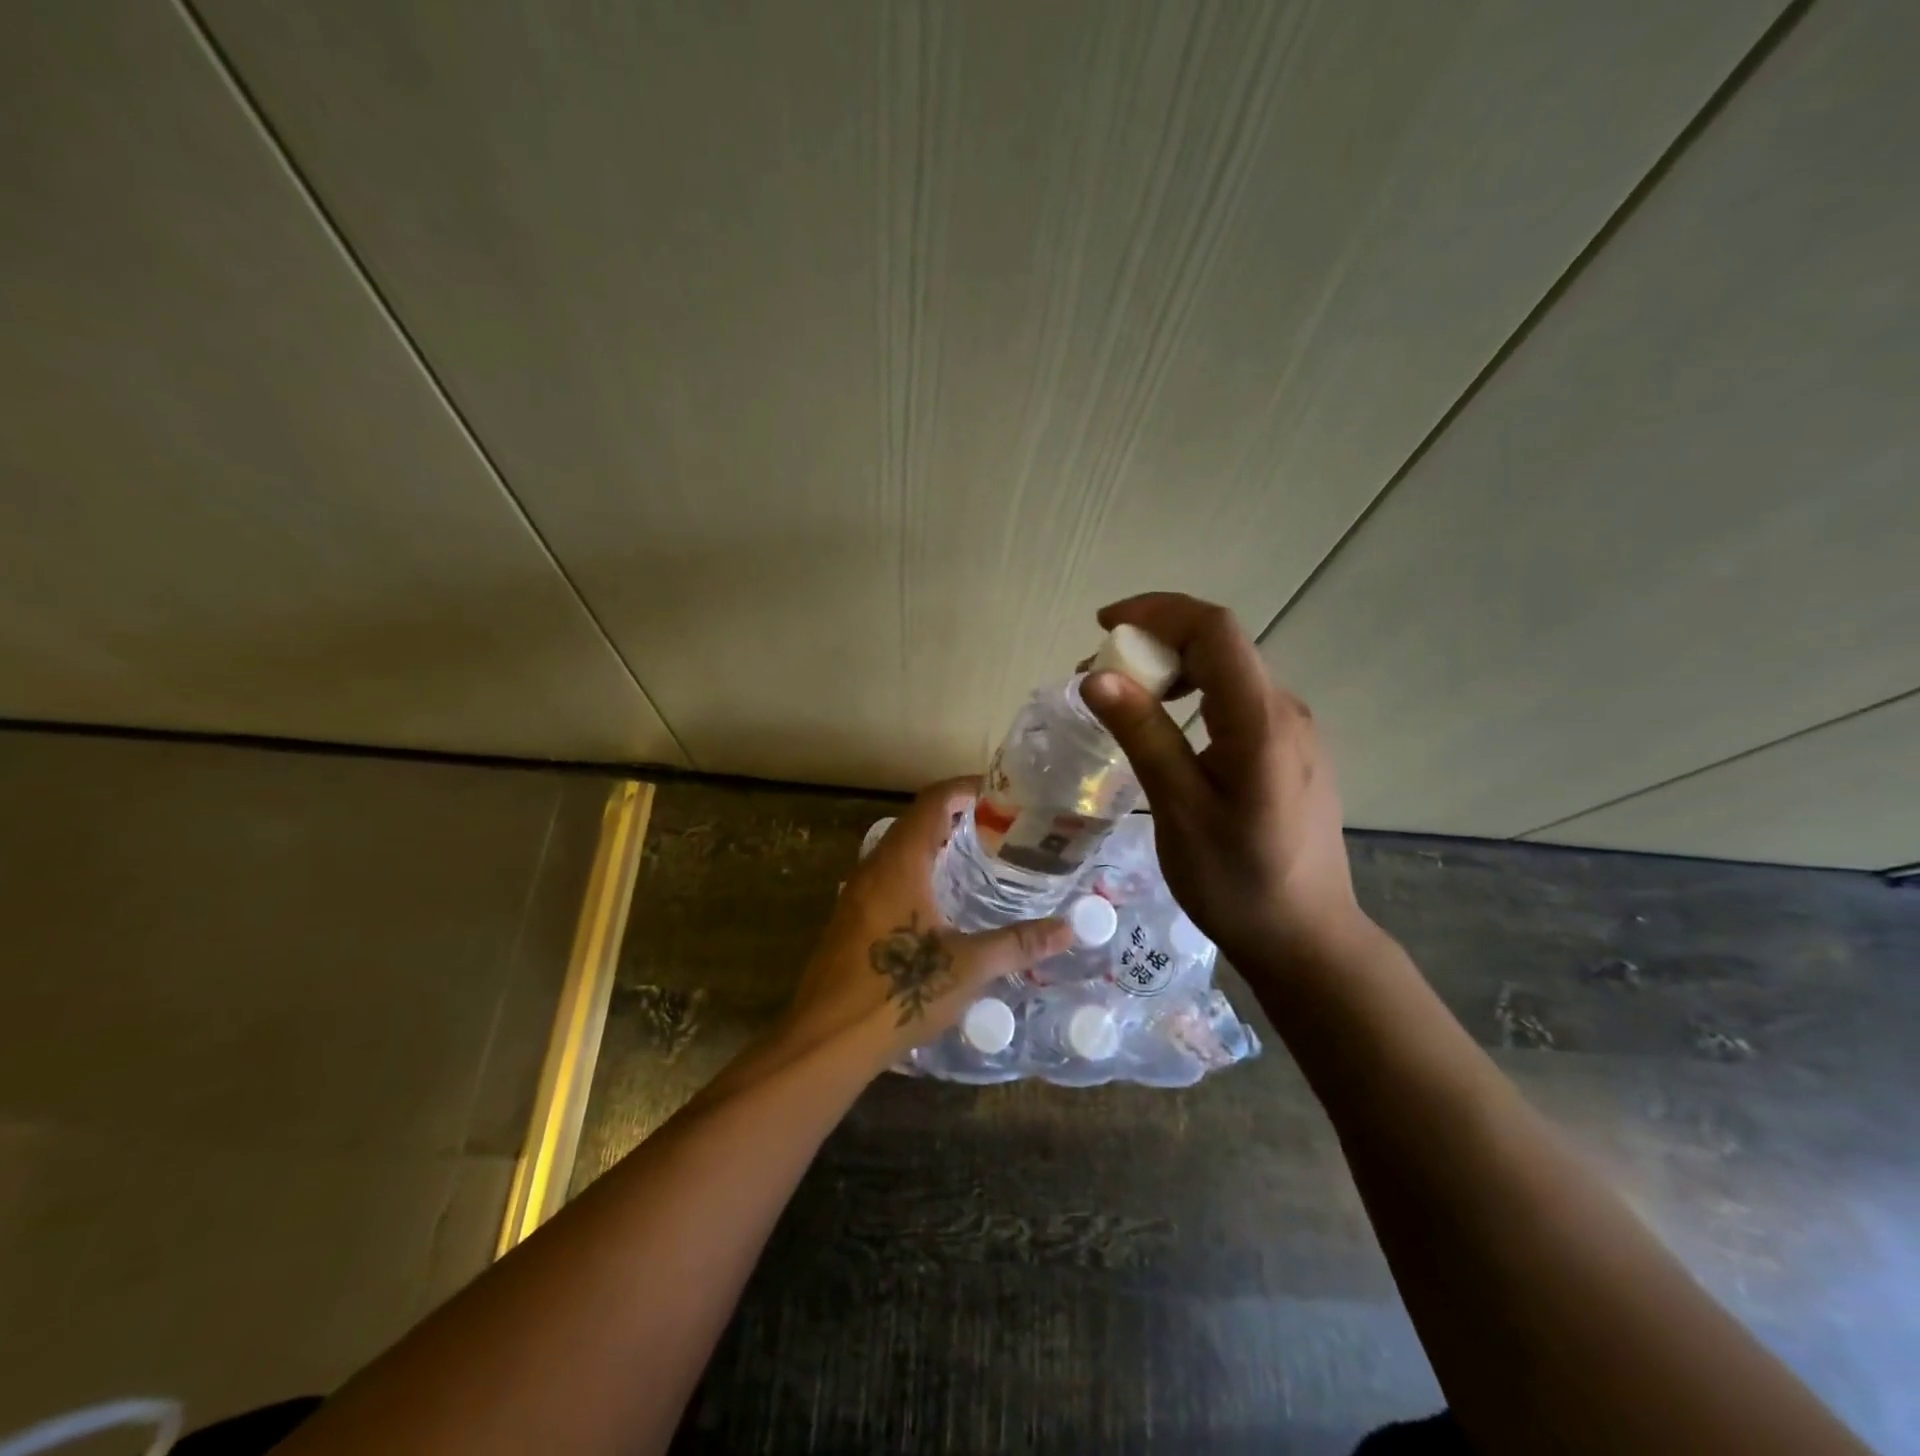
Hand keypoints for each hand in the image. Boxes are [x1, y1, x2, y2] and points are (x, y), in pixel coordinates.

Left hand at [780, 778, 1072, 1075]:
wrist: (826, 1040)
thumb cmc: (898, 991)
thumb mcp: (967, 967)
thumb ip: (1018, 943)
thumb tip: (1068, 930)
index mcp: (901, 862)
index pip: (934, 801)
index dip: (966, 789)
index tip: (1002, 793)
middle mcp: (874, 867)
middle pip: (917, 821)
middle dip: (957, 817)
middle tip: (1001, 830)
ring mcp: (857, 893)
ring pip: (900, 850)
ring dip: (936, 845)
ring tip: (979, 861)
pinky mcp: (850, 919)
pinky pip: (888, 877)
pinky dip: (918, 872)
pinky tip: (942, 903)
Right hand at [1079, 593, 1366, 972]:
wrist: (1306, 938)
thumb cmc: (1236, 881)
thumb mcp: (1179, 809)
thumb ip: (1143, 735)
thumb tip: (1096, 676)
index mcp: (1261, 720)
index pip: (1214, 629)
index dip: (1157, 611)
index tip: (1103, 626)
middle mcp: (1286, 710)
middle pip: (1220, 644)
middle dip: (1155, 642)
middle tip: (1099, 675)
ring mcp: (1294, 730)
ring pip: (1229, 671)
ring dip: (1173, 669)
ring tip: (1125, 699)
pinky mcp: (1291, 750)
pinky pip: (1238, 700)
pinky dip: (1194, 694)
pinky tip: (1167, 727)